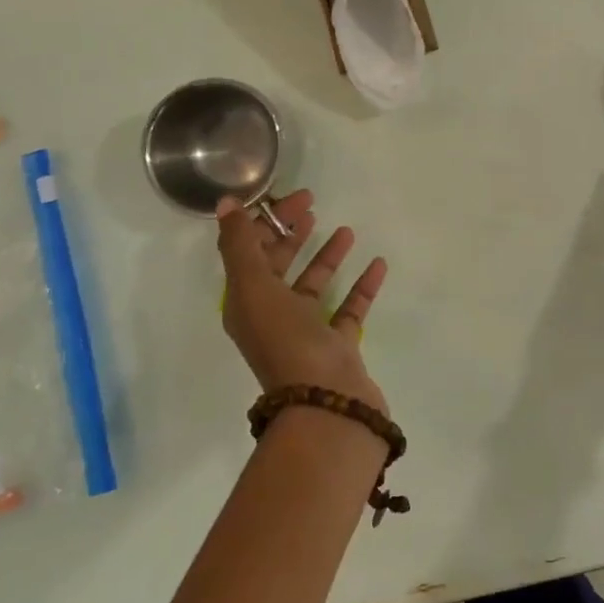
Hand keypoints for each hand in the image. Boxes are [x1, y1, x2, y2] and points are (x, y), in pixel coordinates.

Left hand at [216, 190, 389, 412]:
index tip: (290, 197)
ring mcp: (307, 333)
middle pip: (280, 266)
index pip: (250, 252)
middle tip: (313, 204)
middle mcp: (272, 316)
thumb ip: (240, 245)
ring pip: (315, 285)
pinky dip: (361, 285)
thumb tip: (226, 203)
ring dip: (327, 256)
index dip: (265, 221)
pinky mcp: (338, 345)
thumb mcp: (254, 289)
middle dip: (292, 233)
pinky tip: (377, 263)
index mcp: (246, 303)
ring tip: (347, 230)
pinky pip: (349, 307)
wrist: (326, 405)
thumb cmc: (286, 342)